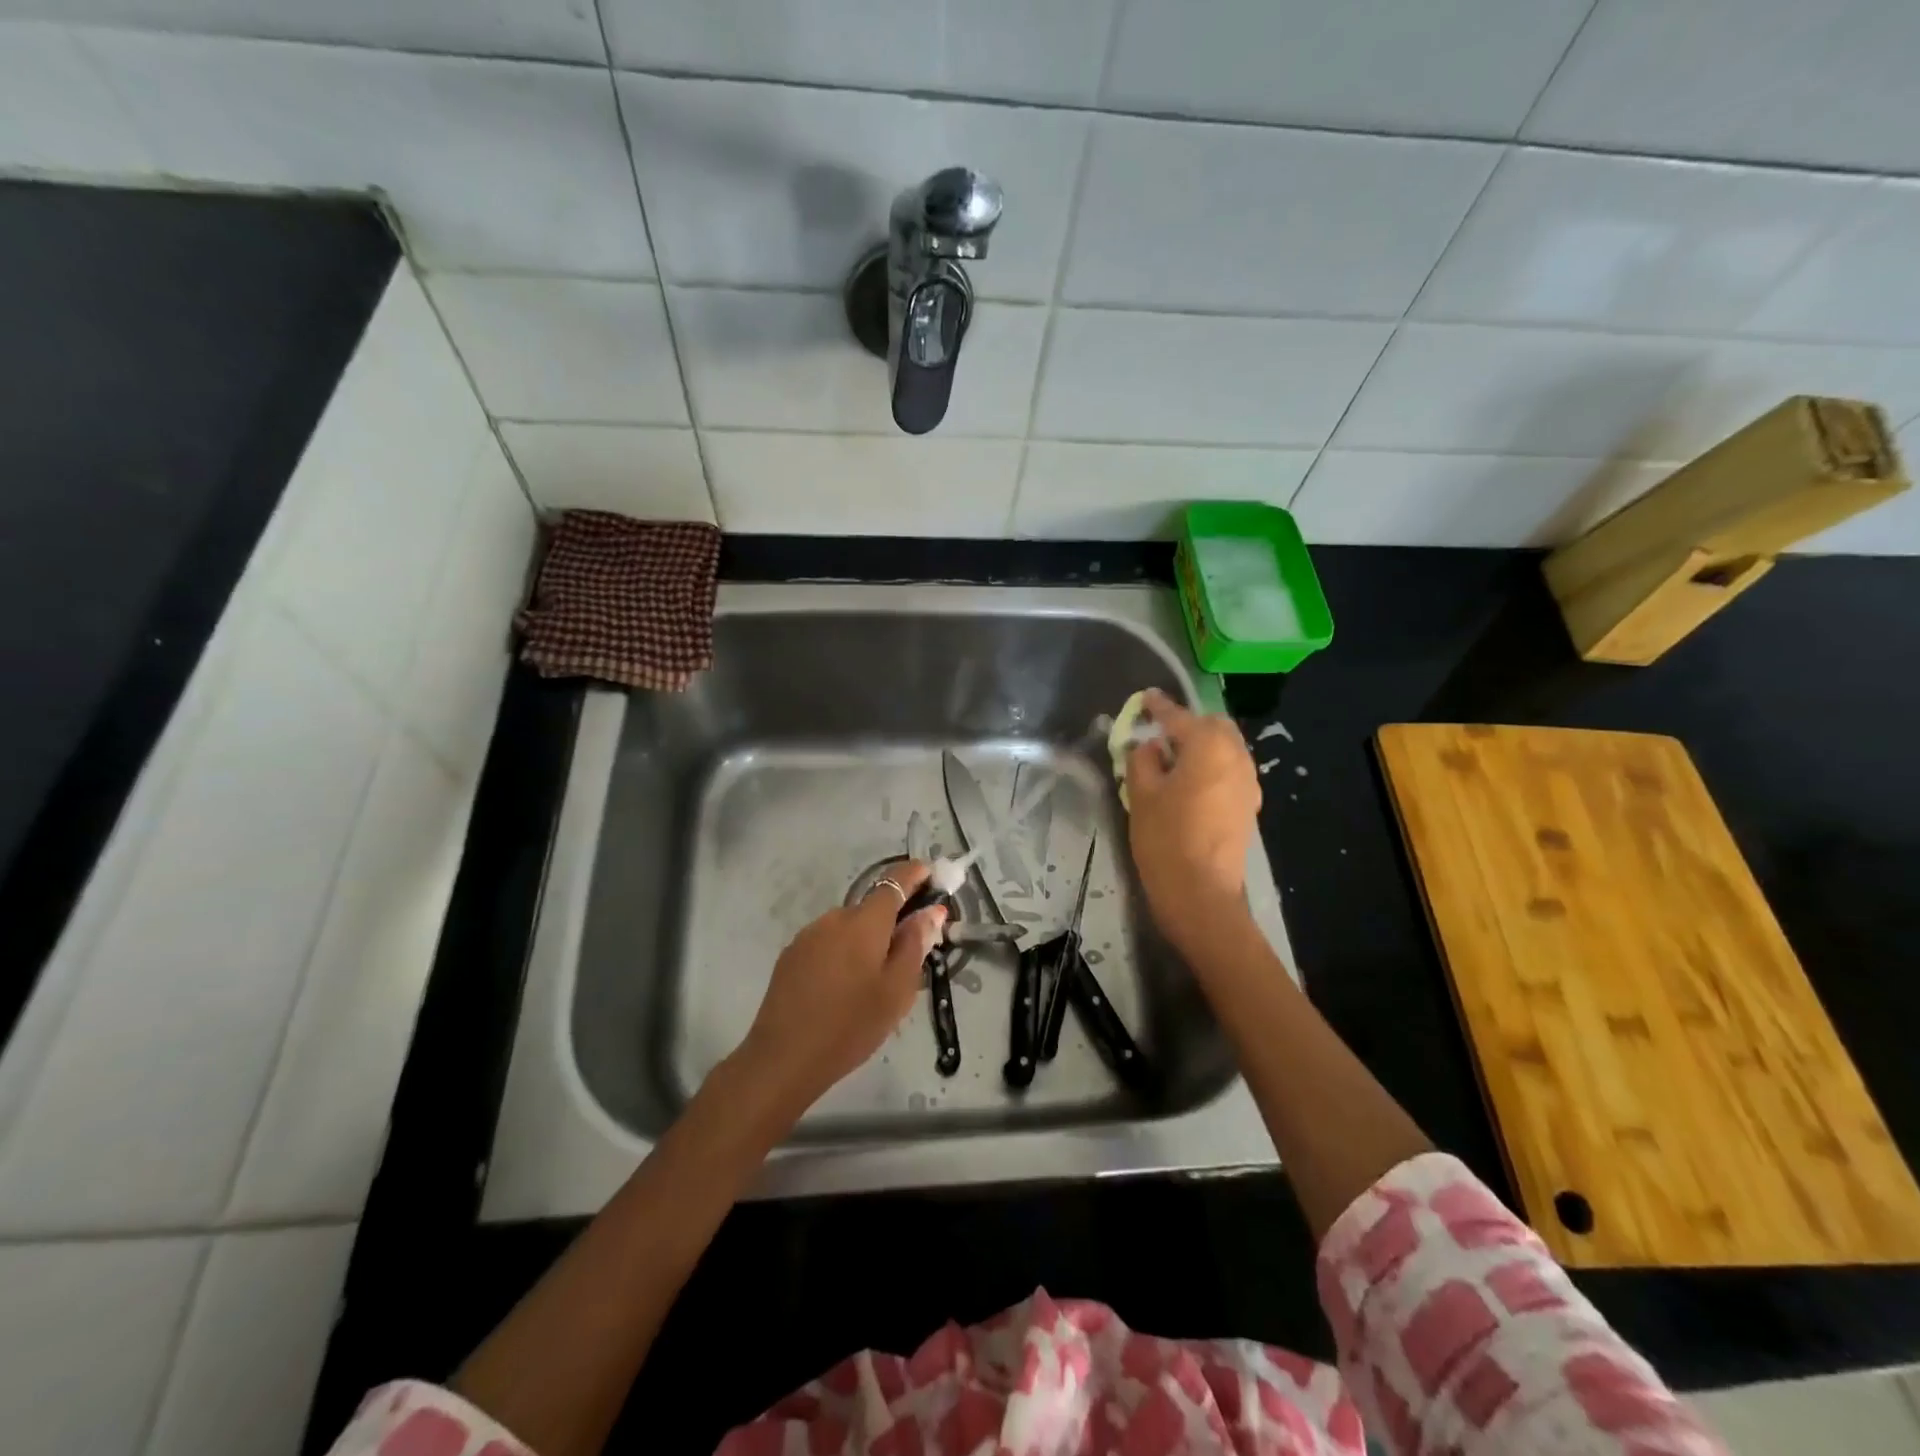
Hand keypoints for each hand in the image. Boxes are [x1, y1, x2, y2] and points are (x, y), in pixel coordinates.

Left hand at [735, 861, 947, 1116]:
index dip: (915, 874)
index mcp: (865, 921)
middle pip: (872, 908)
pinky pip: (828, 942)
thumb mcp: (897, 990)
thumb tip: (932, 910)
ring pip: (849, 927)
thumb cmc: (851, 1025)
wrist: (783, 1058)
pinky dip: (843, 954)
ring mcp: (809, 935)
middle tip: (909, 956)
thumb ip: (916, 944)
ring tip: (873, 982)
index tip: (933, 877)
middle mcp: (835, 917)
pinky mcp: (792, 955)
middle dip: (893, 921)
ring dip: (866, 941)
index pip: (894, 880)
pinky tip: (843, 989)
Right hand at [1125, 689, 1260, 952]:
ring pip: (1225, 748)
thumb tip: (1148, 746)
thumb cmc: (1166, 838)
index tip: (1145, 697)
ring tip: (1171, 759)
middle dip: (1187, 724)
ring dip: (1201, 745)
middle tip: (1158, 733)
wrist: (1202, 893)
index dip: (1159, 707)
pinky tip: (1189, 782)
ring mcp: (1247, 782)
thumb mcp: (1141, 795)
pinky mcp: (1248, 805)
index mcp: (1208, 746)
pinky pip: (1229, 770)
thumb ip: (1142, 760)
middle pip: (1213, 726)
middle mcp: (1236, 757)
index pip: (1179, 717)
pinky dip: (1210, 765)